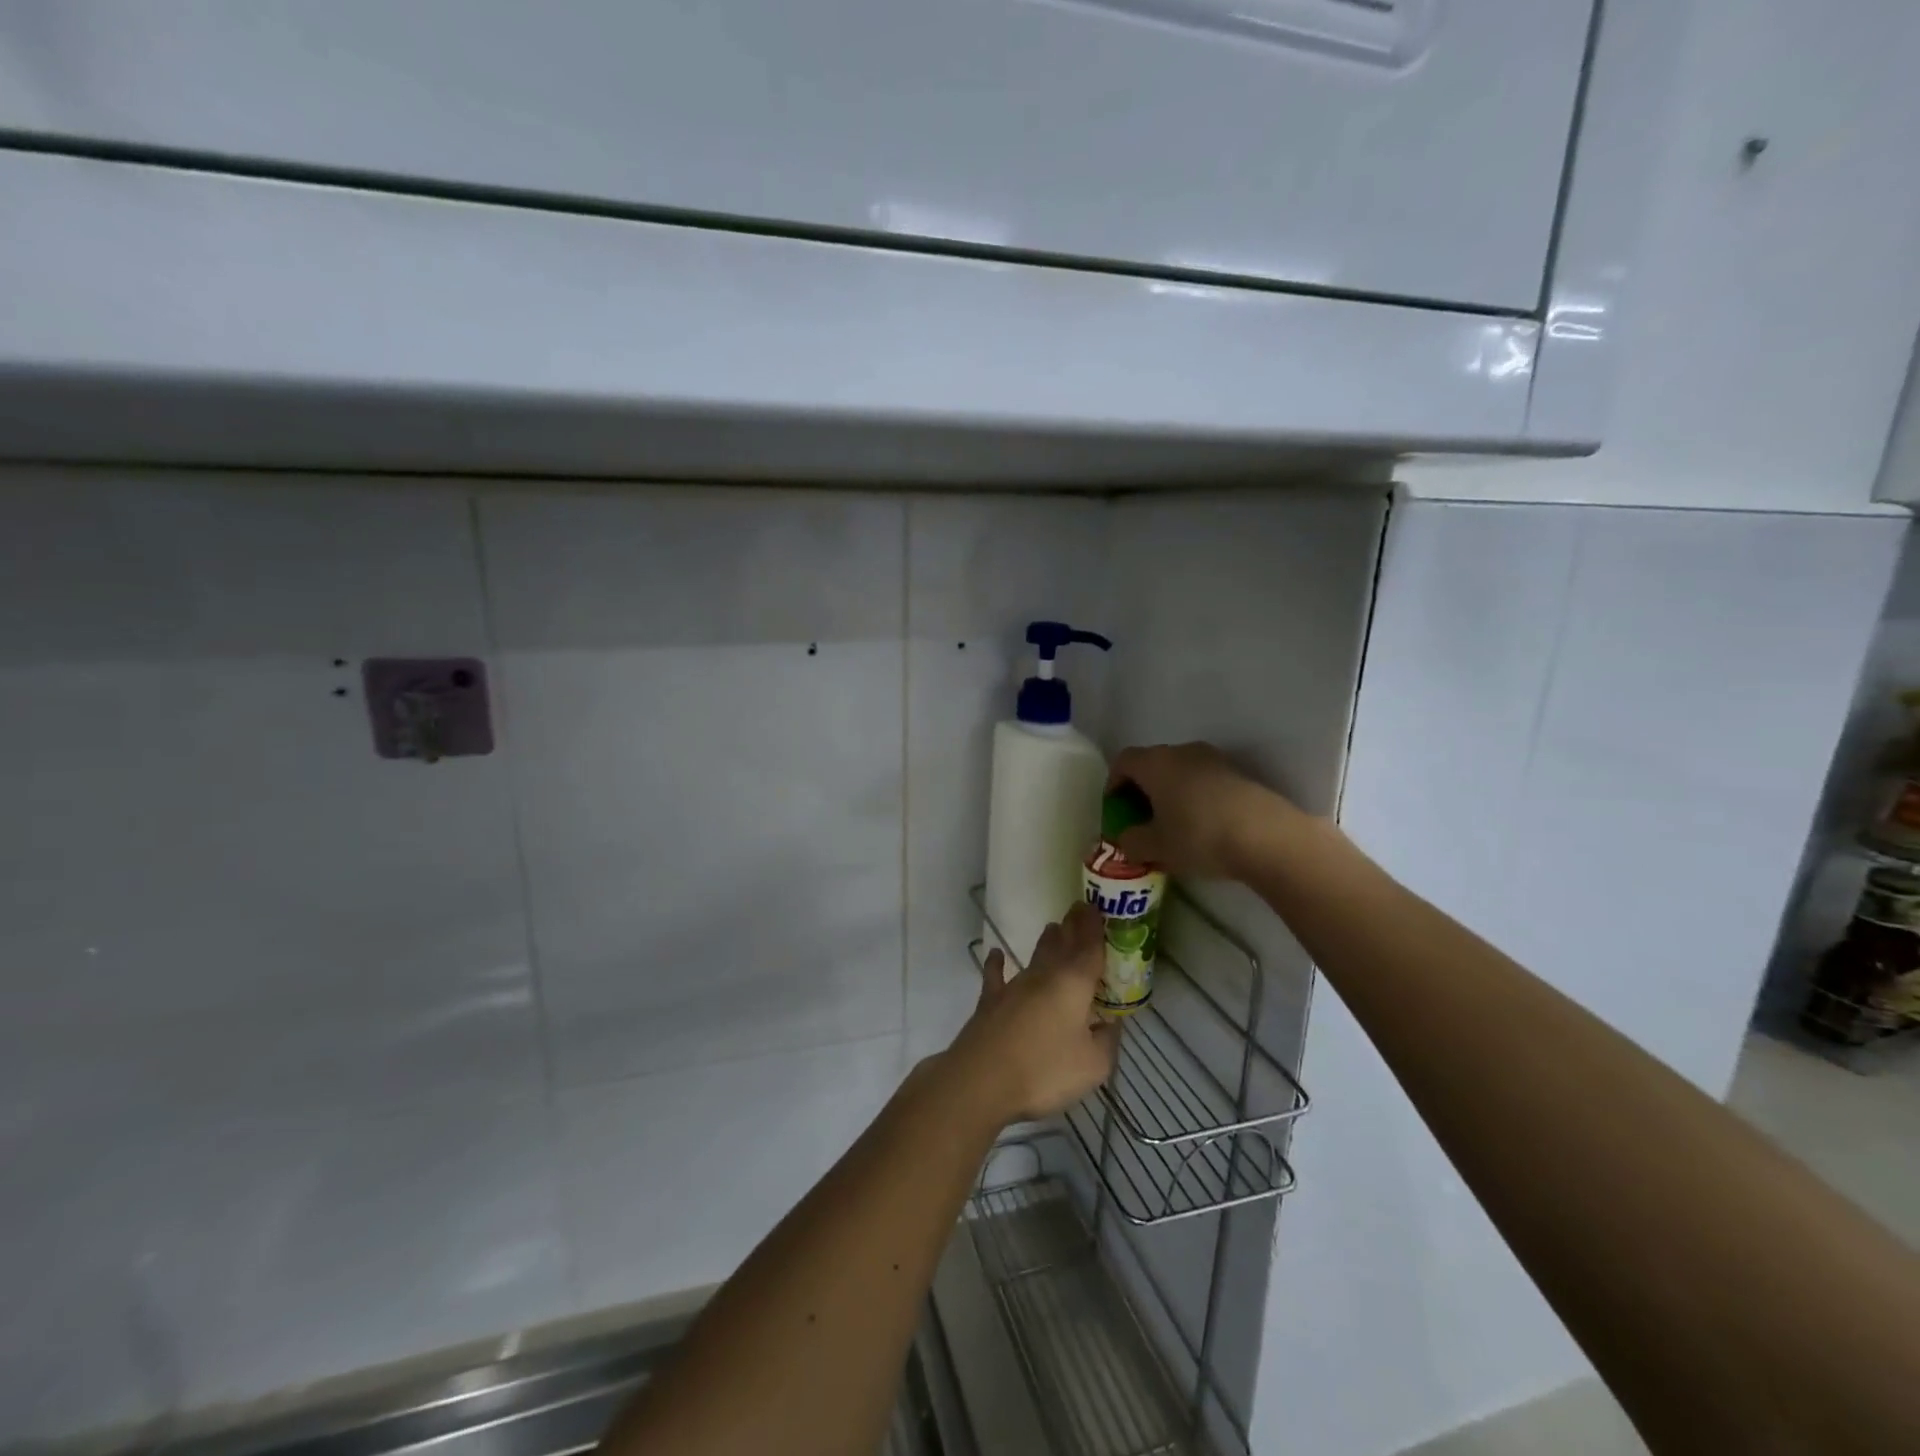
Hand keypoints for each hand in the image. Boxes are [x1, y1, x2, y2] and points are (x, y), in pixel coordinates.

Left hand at [946, 903, 1120, 1125]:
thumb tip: (1110, 1025)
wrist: (983, 1079)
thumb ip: (1106, 1042)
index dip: (1094, 928)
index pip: (1088, 948)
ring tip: (1053, 928)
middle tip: (1079, 910)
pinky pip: (996, 976)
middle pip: (1061, 945)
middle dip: (1072, 928)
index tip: (1097, 907)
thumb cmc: (1045, 1070)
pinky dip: (997, 964)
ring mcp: (1014, 986)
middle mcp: (1044, 976)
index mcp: (1073, 984)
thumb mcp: (1093, 1065)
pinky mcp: (990, 1001)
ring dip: (1045, 942)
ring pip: (1034, 957)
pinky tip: (996, 955)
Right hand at [1107, 742, 1295, 879]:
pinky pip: (1205, 780)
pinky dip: (1196, 796)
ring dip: (1171, 792)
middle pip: (1152, 763)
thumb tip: (1127, 839)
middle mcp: (1182, 752)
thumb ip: (1131, 841)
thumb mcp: (1155, 848)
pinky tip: (1204, 825)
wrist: (1268, 837)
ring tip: (1174, 824)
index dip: (1114, 783)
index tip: (1116, 808)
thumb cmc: (1199, 837)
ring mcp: (1215, 759)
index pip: (1123, 761)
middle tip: (1142, 819)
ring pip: (1181, 771)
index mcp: (1155, 763)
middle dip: (1143, 789)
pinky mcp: (1240, 773)